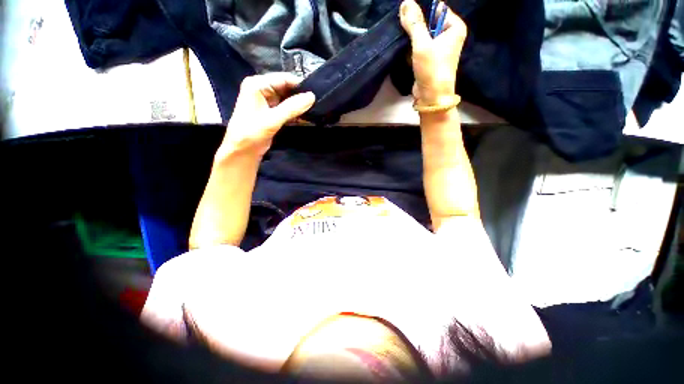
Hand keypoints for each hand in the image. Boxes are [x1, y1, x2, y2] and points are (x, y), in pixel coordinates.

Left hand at [219, 73, 314, 158]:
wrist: (242, 151)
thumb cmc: (252, 132)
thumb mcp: (273, 119)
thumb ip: (292, 107)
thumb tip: (312, 96)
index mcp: (257, 84)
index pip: (283, 79)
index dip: (300, 85)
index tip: (316, 94)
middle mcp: (262, 89)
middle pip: (287, 88)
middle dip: (301, 96)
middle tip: (318, 104)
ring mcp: (267, 102)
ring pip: (288, 100)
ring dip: (299, 106)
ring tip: (315, 111)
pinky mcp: (272, 113)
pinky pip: (287, 110)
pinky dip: (295, 114)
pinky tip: (307, 119)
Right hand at [399, 0, 466, 104]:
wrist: (431, 97)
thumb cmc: (432, 69)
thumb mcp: (422, 44)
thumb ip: (415, 23)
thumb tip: (405, 2)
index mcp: (454, 27)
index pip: (437, 9)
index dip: (422, 10)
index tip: (408, 16)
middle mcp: (449, 35)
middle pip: (429, 22)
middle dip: (416, 25)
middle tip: (403, 27)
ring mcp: (439, 48)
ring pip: (423, 35)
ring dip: (412, 38)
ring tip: (404, 40)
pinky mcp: (430, 59)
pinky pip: (420, 47)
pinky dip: (413, 48)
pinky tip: (407, 52)